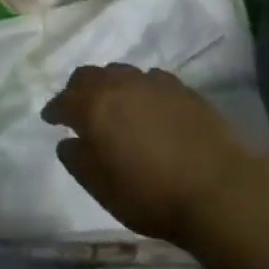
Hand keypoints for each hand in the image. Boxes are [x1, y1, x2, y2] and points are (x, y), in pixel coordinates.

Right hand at [43, 64, 263, 248]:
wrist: (217, 189)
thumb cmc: (150, 194)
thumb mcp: (101, 188)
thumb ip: (77, 160)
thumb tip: (67, 142)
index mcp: (94, 107)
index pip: (64, 100)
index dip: (54, 110)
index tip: (51, 119)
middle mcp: (120, 85)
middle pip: (90, 76)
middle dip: (78, 90)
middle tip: (78, 108)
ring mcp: (154, 83)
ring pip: (121, 73)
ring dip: (110, 86)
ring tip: (114, 106)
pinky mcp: (182, 89)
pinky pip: (150, 80)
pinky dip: (140, 90)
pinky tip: (147, 107)